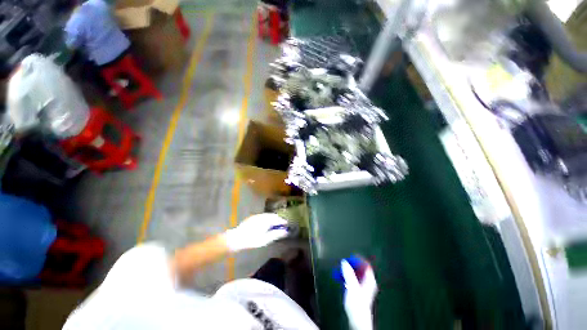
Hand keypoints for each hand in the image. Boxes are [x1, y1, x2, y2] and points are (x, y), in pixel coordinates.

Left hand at [224, 213, 288, 251]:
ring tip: (275, 226)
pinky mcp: (253, 218)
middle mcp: (263, 215)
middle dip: (278, 220)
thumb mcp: (266, 239)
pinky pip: (263, 216)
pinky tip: (266, 225)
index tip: (287, 226)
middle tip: (281, 226)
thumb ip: (276, 234)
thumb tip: (286, 231)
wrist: (236, 238)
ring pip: (268, 215)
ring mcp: (257, 216)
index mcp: (267, 219)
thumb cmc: (252, 240)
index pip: (278, 218)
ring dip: (273, 219)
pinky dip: (267, 219)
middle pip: (273, 216)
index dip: (283, 222)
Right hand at [341, 259, 377, 329]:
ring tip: (340, 268)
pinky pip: (352, 279)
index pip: (366, 265)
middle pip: (360, 269)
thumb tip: (344, 262)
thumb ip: (348, 273)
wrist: (357, 318)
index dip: (359, 259)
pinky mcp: (358, 291)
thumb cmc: (357, 303)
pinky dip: (346, 276)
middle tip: (344, 261)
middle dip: (351, 264)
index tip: (351, 255)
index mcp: (369, 280)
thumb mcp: (352, 286)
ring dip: (348, 270)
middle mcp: (367, 282)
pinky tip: (340, 276)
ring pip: (356, 274)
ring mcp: (363, 287)